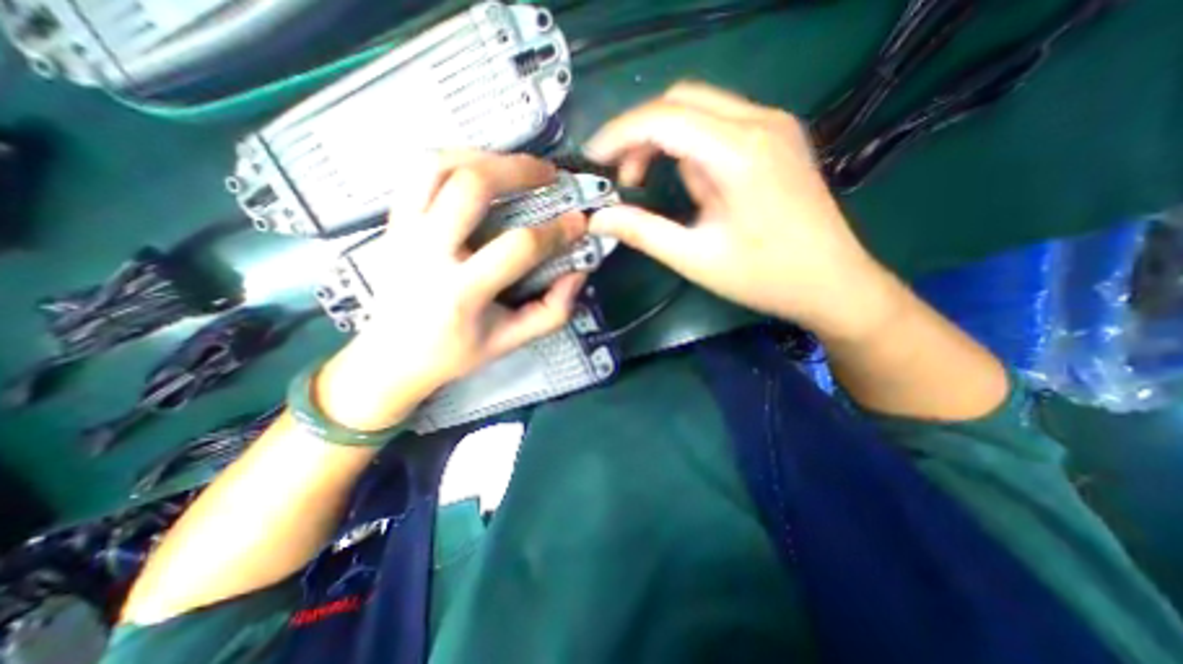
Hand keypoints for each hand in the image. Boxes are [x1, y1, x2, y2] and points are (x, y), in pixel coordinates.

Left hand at [317, 152, 587, 429]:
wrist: (391, 357)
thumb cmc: (455, 352)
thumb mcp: (511, 342)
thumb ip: (552, 311)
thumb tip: (578, 271)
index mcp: (461, 292)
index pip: (517, 247)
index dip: (556, 231)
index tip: (580, 223)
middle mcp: (427, 253)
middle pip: (470, 186)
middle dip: (518, 171)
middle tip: (549, 174)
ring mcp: (403, 231)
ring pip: (436, 165)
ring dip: (483, 156)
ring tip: (515, 166)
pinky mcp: (393, 222)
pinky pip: (418, 172)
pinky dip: (453, 160)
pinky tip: (479, 171)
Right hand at [586, 84, 902, 342]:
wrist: (834, 282)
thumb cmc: (765, 277)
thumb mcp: (695, 258)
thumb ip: (643, 233)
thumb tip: (598, 219)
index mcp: (740, 152)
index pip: (663, 118)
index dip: (619, 134)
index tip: (592, 160)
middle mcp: (760, 122)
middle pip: (681, 101)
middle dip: (641, 135)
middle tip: (624, 179)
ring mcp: (774, 125)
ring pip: (700, 110)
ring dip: (667, 143)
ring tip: (658, 189)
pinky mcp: (778, 138)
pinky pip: (720, 126)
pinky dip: (693, 149)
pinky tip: (697, 188)